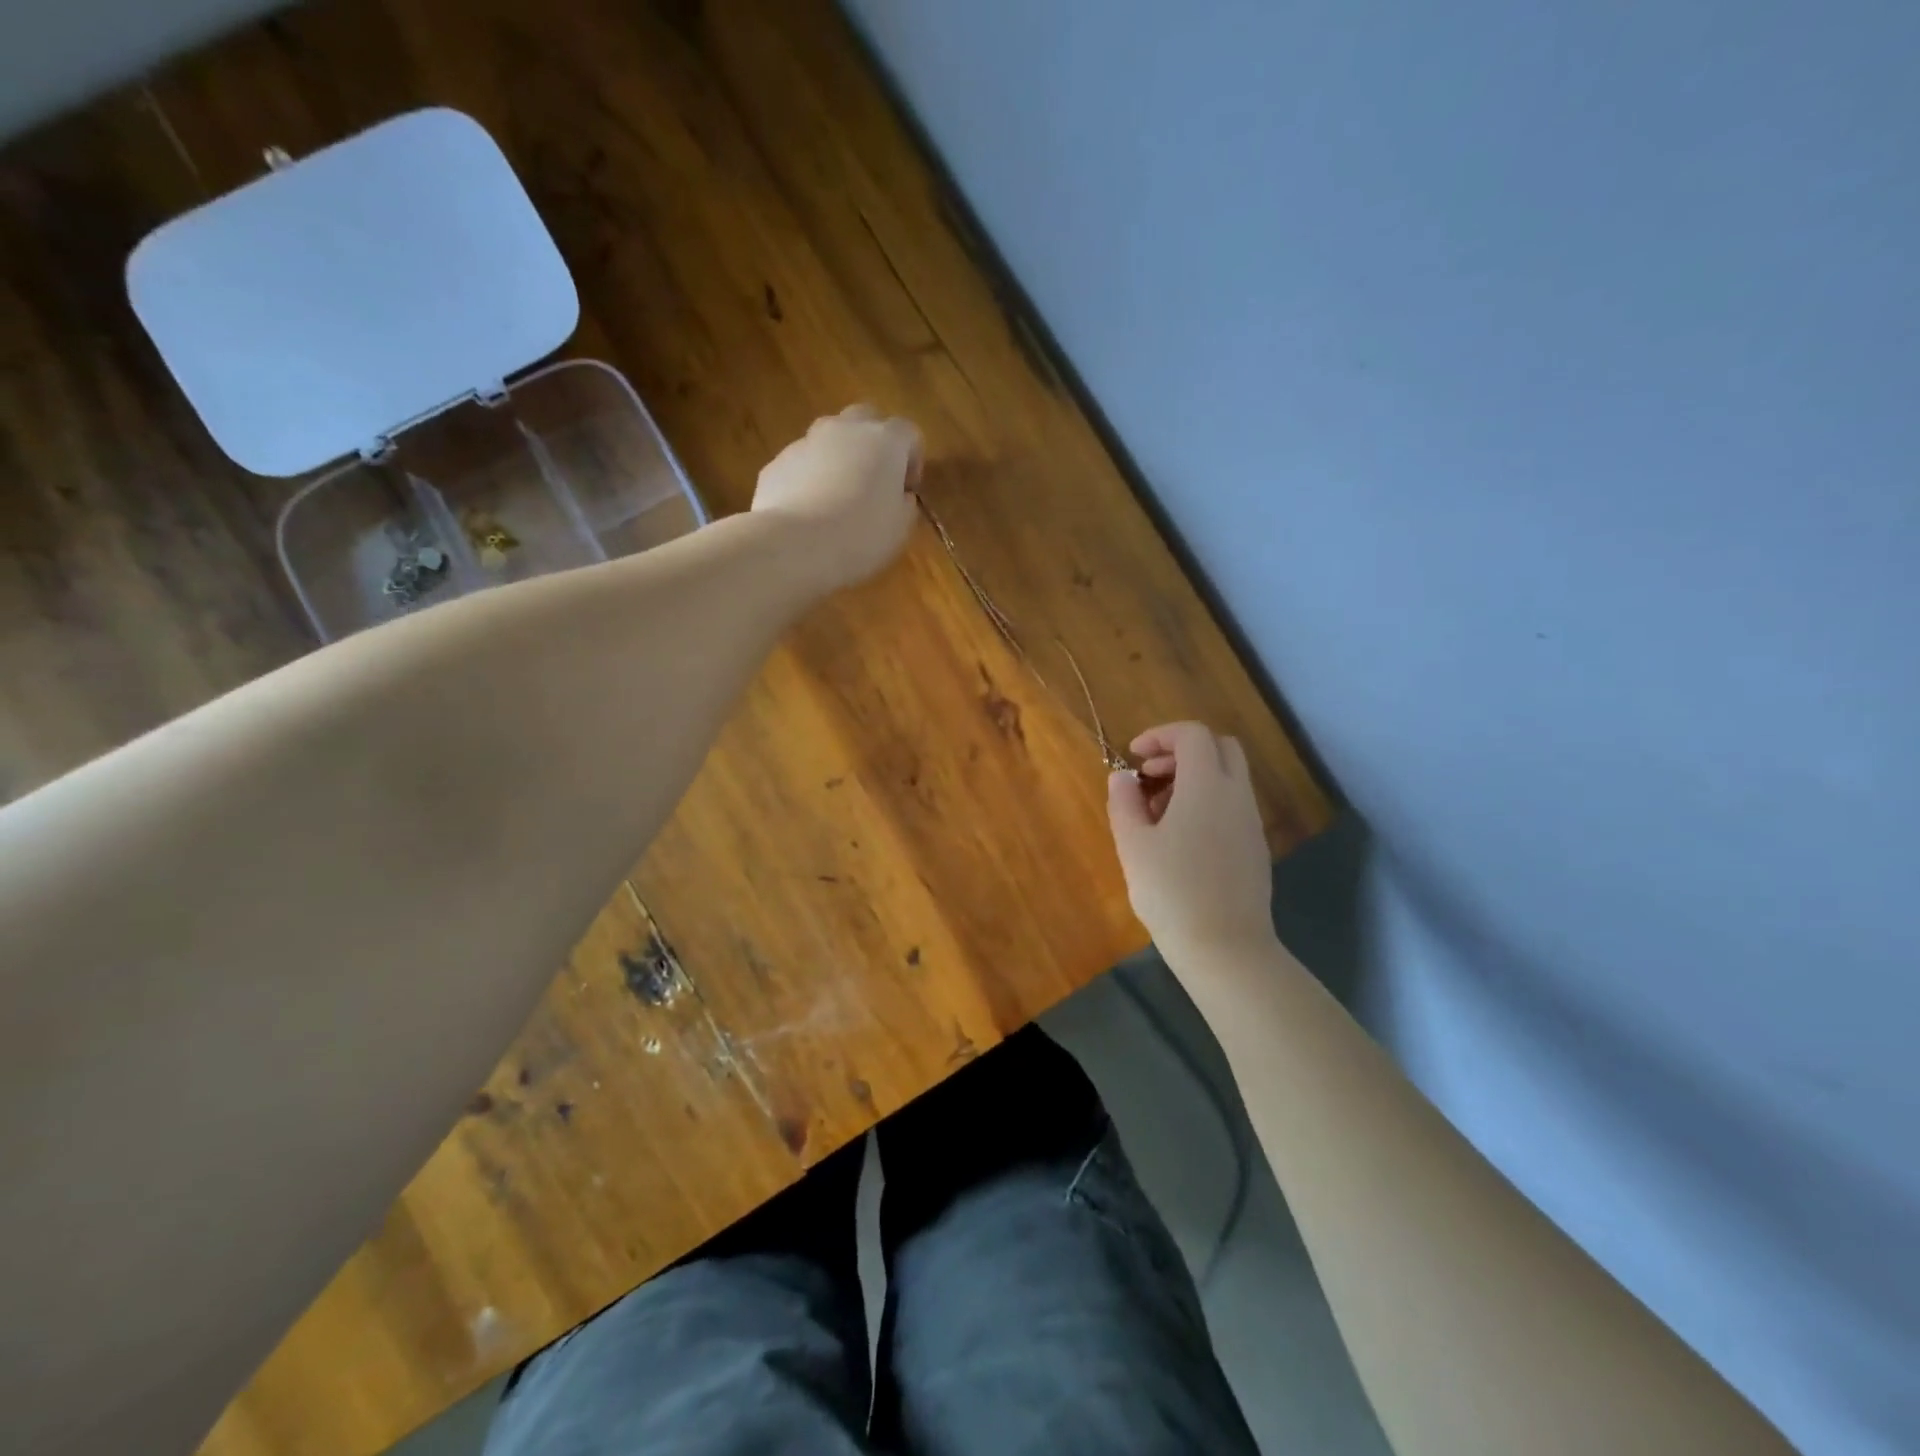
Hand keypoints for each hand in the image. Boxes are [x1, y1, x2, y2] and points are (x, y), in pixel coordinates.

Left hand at [752, 404, 922, 588]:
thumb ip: (904, 504)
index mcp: (884, 441)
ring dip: (839, 458)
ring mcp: (806, 442)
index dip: (913, 459)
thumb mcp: (900, 529)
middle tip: (874, 481)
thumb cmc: (860, 536)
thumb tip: (898, 496)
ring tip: (838, 498)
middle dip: (873, 443)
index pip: (908, 432)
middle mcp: (845, 429)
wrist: (794, 545)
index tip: (907, 490)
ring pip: (829, 438)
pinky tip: (809, 513)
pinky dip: (810, 479)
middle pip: (865, 418)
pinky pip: (802, 464)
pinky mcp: (777, 462)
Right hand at [1107, 722, 1274, 959]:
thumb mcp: (1133, 844)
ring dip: (1193, 778)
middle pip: (1220, 747)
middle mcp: (1236, 795)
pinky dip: (1207, 801)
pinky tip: (1181, 838)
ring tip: (1158, 812)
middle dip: (1182, 750)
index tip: (1134, 757)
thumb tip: (1122, 777)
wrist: (1225, 948)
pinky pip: (1232, 805)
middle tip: (1150, 776)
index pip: (1192, 734)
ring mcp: (1250, 822)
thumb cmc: (1171, 891)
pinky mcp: (1255, 847)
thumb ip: (1124, 802)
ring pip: (1228, 777)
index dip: (1160, 736)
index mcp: (1207, 786)